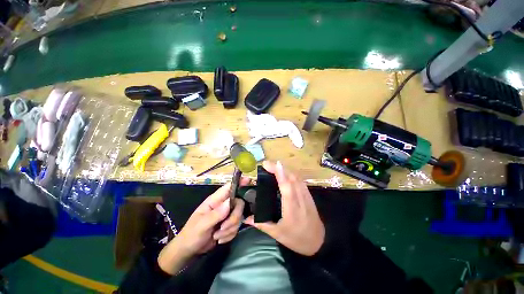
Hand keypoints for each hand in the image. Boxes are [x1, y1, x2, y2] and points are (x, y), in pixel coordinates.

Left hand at [158, 178, 248, 273]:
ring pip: (239, 217)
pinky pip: (237, 227)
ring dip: (229, 229)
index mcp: (215, 200)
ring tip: (217, 235)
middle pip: (239, 204)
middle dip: (234, 218)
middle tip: (223, 227)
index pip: (229, 187)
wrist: (191, 250)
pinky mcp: (230, 224)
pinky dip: (229, 235)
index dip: (239, 182)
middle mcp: (223, 205)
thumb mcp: (201, 225)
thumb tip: (230, 202)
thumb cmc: (192, 234)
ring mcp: (227, 215)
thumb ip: (216, 214)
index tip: (249, 180)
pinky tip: (220, 239)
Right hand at [245, 161, 324, 255]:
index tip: (271, 164)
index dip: (280, 174)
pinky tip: (285, 173)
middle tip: (267, 164)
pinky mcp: (309, 194)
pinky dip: (291, 173)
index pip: (287, 187)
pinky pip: (300, 180)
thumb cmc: (297, 239)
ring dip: (285, 169)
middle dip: (279, 168)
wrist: (319, 242)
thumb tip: (246, 218)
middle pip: (291, 178)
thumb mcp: (278, 234)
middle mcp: (300, 199)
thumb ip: (261, 224)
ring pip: (296, 177)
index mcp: (292, 209)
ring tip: (274, 166)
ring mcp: (306, 195)